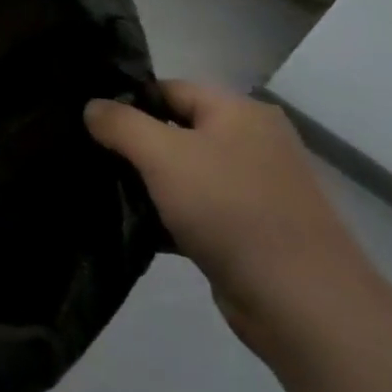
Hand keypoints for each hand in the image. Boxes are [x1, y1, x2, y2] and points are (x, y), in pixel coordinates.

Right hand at [86, 82, 391, 363]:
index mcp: (240, 113)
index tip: (89, 122)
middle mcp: (252, 143)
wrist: (301, 302)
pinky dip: (168, 216)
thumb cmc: (230, 210)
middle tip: (90, 157)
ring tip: (103, 191)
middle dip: (134, 145)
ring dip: (148, 184)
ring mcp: (254, 189)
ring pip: (184, 174)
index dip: (129, 101)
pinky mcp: (249, 231)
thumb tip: (92, 105)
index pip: (170, 89)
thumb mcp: (163, 155)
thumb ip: (121, 124)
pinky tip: (134, 227)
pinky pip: (197, 211)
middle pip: (176, 131)